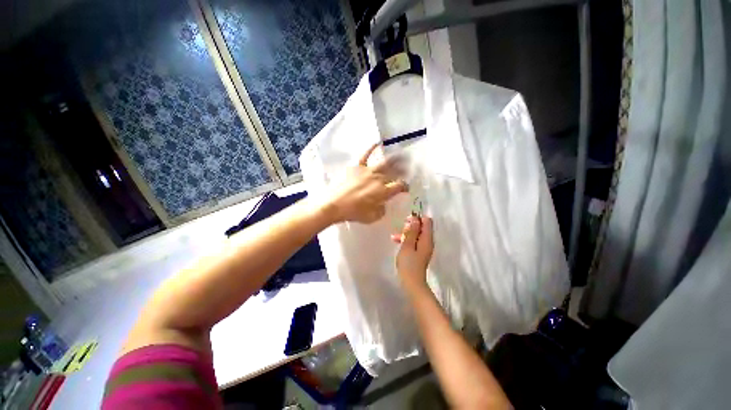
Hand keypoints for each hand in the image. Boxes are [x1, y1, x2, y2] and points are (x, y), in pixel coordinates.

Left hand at [324, 143, 407, 223]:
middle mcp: (378, 179)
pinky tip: (378, 142)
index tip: (406, 188)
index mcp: (383, 191)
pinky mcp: (357, 167)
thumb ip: (381, 210)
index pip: (399, 186)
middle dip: (404, 170)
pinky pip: (365, 155)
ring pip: (384, 162)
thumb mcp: (372, 217)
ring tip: (403, 154)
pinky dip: (371, 148)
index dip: (405, 186)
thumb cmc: (353, 213)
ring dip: (395, 159)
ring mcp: (367, 171)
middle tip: (409, 168)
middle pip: (395, 172)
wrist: (334, 205)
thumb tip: (383, 204)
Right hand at [393, 215, 433, 290]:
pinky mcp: (419, 253)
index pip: (427, 221)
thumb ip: (411, 231)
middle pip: (422, 227)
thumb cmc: (409, 264)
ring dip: (406, 233)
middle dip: (411, 225)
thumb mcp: (407, 245)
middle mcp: (427, 242)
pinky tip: (396, 241)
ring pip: (416, 234)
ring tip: (394, 237)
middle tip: (401, 227)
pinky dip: (406, 240)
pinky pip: (414, 242)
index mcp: (427, 239)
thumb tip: (415, 218)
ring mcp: (423, 248)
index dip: (417, 218)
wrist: (412, 283)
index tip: (407, 219)